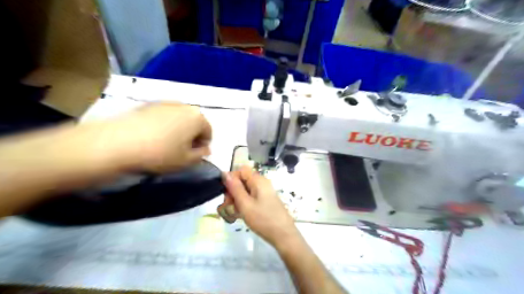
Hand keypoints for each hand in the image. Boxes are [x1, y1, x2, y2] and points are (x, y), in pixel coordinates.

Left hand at [105, 102, 209, 171]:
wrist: (119, 142)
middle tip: (180, 149)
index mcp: (197, 117)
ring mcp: (165, 103)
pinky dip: (164, 125)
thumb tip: (205, 149)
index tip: (193, 155)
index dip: (203, 145)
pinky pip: (163, 116)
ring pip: (179, 118)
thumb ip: (201, 155)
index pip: (208, 132)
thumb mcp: (186, 161)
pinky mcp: (148, 104)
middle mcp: (184, 106)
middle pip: (194, 122)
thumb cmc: (160, 153)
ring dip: (178, 129)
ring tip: (165, 143)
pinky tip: (152, 136)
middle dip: (191, 135)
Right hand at [217, 166, 297, 246]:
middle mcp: (262, 183)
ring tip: (233, 213)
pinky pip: (251, 197)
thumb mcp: (245, 204)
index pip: (241, 170)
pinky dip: (244, 204)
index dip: (231, 179)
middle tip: (228, 206)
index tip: (226, 193)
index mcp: (258, 180)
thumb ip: (235, 188)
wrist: (283, 235)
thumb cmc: (263, 219)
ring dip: (237, 199)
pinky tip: (239, 215)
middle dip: (232, 191)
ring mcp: (264, 192)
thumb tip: (225, 173)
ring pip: (246, 190)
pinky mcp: (265, 201)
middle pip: (243, 180)